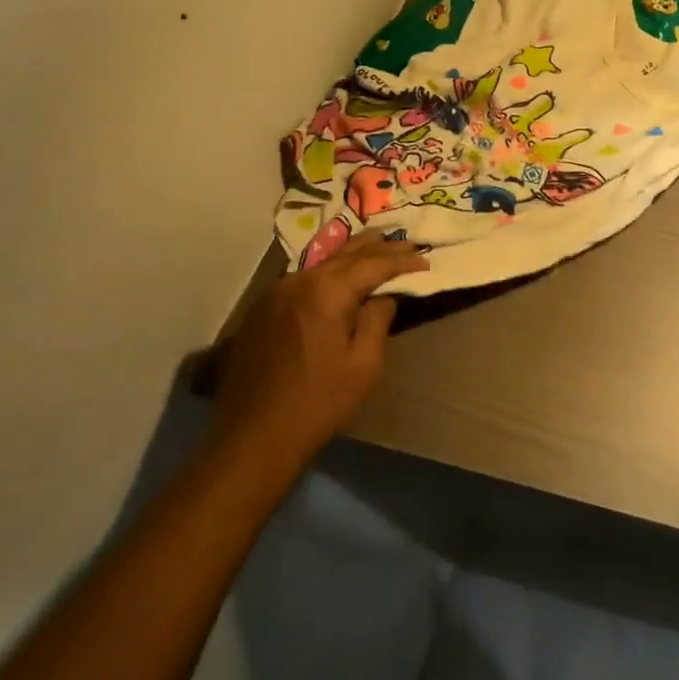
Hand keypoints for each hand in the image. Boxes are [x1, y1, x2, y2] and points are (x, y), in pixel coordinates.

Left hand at [208, 230, 428, 465]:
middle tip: (407, 240)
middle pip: (347, 254)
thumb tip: (384, 295)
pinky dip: (329, 271)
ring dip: (353, 254)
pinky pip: (304, 278)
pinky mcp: (262, 309)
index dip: (402, 260)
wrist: (252, 439)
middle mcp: (299, 280)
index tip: (426, 260)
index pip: (374, 264)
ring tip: (378, 244)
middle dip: (380, 247)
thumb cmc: (318, 403)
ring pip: (323, 262)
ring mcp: (275, 292)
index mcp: (327, 291)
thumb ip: (378, 319)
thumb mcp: (364, 364)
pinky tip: (340, 274)